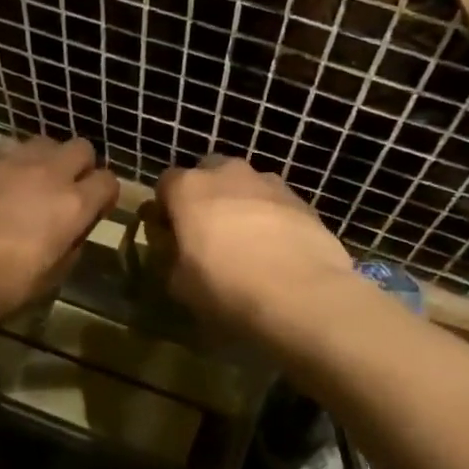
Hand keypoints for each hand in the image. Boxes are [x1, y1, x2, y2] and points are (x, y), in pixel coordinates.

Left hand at [0, 136, 119, 321]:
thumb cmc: (6, 286)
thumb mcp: (55, 272)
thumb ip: (72, 241)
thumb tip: (72, 229)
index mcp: (74, 204)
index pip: (108, 180)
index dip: (103, 193)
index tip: (95, 207)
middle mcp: (48, 172)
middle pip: (80, 147)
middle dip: (78, 165)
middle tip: (63, 187)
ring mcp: (9, 161)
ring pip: (41, 142)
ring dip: (41, 160)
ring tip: (25, 182)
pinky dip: (1, 166)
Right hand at [154, 156, 353, 329]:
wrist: (303, 294)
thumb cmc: (227, 288)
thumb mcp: (179, 284)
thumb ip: (170, 257)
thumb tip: (175, 249)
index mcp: (189, 188)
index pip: (166, 184)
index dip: (165, 209)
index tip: (170, 235)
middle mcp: (228, 173)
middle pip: (209, 174)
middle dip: (205, 197)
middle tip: (208, 234)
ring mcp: (269, 183)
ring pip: (245, 186)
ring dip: (240, 205)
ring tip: (248, 244)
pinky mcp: (302, 200)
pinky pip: (275, 203)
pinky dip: (271, 218)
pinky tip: (277, 251)